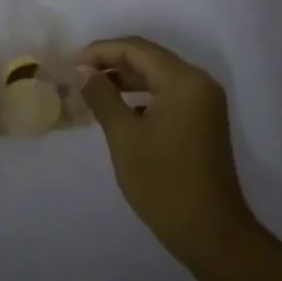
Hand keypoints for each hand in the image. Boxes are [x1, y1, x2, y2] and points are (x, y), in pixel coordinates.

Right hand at [78, 36, 257, 264]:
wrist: (210, 232)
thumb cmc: (163, 182)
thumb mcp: (124, 137)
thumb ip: (102, 97)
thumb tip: (82, 71)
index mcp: (184, 80)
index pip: (137, 49)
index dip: (101, 51)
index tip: (71, 64)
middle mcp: (199, 83)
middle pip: (150, 58)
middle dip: (112, 63)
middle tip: (78, 75)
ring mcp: (204, 103)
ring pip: (159, 76)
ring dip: (126, 79)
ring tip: (92, 90)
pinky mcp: (203, 121)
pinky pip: (168, 95)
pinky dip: (142, 96)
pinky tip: (118, 109)